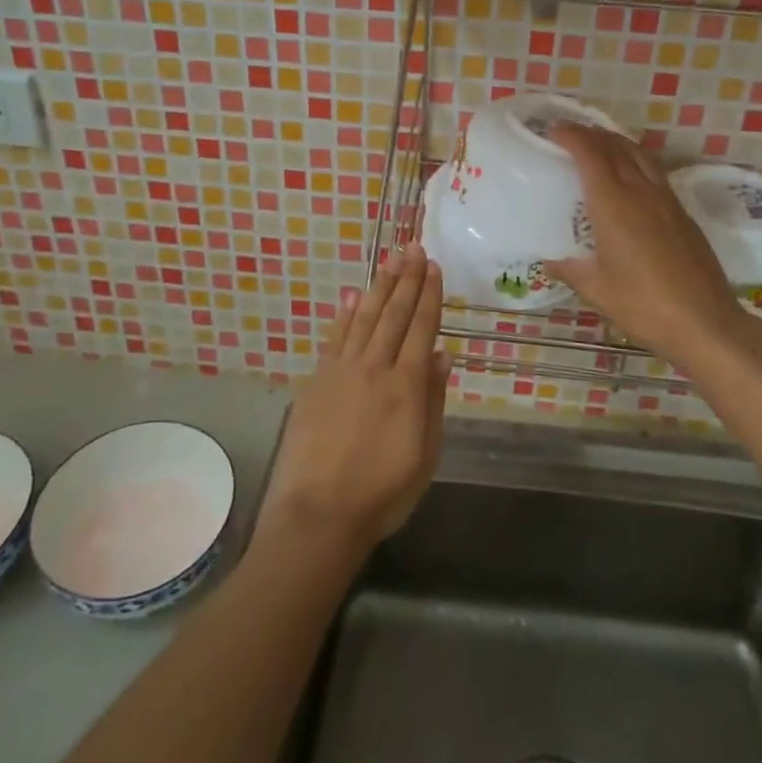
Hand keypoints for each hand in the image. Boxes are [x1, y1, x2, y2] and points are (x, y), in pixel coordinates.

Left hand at [256, 244, 450, 561]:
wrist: (320, 513)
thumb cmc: (382, 492)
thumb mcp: (425, 454)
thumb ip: (434, 401)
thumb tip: (443, 355)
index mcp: (406, 386)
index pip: (422, 328)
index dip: (429, 296)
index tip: (434, 267)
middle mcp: (375, 367)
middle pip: (394, 314)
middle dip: (406, 279)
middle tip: (413, 248)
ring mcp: (342, 370)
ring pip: (365, 318)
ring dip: (379, 287)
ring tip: (390, 260)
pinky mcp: (318, 380)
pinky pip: (335, 337)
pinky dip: (345, 314)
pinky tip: (353, 296)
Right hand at [544, 124, 753, 365]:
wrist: (706, 322)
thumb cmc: (644, 305)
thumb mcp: (597, 290)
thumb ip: (570, 270)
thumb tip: (549, 261)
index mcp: (614, 205)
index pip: (591, 155)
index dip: (572, 136)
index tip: (554, 131)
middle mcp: (641, 192)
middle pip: (616, 147)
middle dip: (592, 134)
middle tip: (571, 134)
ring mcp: (667, 200)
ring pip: (640, 155)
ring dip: (617, 143)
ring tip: (600, 146)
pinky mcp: (683, 213)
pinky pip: (655, 172)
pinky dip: (636, 161)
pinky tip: (630, 178)